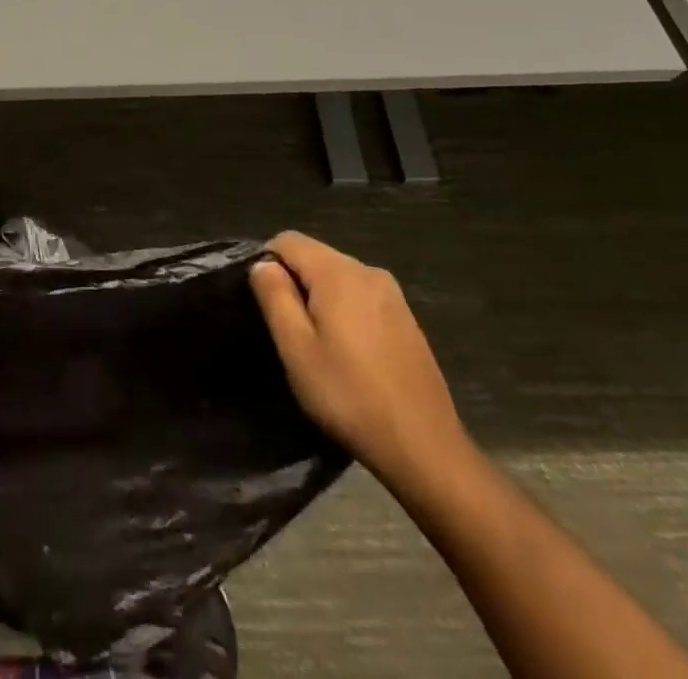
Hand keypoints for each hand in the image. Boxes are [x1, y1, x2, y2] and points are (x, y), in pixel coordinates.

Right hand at [251, 232, 468, 492]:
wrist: (424, 447)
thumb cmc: (349, 396)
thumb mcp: (297, 348)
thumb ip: (275, 296)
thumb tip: (263, 263)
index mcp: (338, 273)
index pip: (288, 240)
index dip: (267, 262)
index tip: (264, 302)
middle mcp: (368, 271)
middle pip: (315, 256)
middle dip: (295, 282)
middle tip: (288, 330)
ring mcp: (392, 294)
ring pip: (339, 277)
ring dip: (320, 298)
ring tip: (317, 344)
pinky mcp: (406, 318)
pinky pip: (361, 296)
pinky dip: (345, 311)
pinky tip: (348, 352)